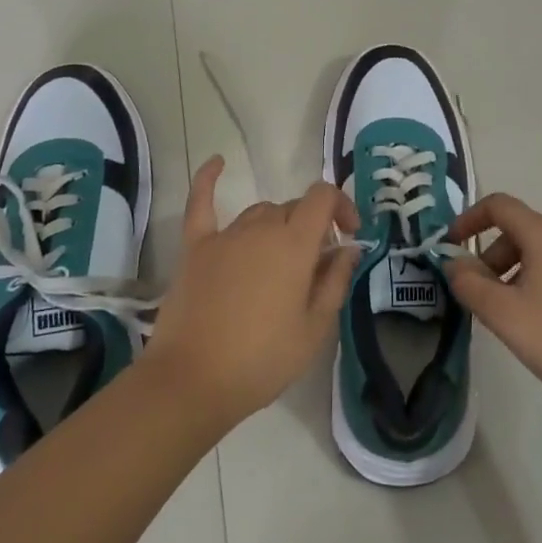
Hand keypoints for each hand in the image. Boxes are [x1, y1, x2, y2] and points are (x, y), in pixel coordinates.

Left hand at [142, 157, 360, 428]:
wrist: (192, 381)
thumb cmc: (262, 360)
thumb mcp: (315, 328)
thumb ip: (335, 280)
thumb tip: (348, 247)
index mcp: (294, 244)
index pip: (323, 197)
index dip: (342, 206)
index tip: (350, 233)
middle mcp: (261, 228)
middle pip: (292, 207)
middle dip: (311, 225)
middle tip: (315, 265)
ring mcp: (225, 235)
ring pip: (259, 212)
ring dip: (277, 224)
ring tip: (281, 257)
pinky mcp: (195, 247)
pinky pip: (201, 203)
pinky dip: (209, 178)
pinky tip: (218, 161)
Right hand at [444, 192, 541, 421]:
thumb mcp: (504, 315)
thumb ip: (469, 283)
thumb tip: (453, 262)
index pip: (500, 205)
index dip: (470, 219)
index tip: (451, 246)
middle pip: (522, 230)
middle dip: (493, 256)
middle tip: (481, 295)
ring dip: (517, 271)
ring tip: (511, 314)